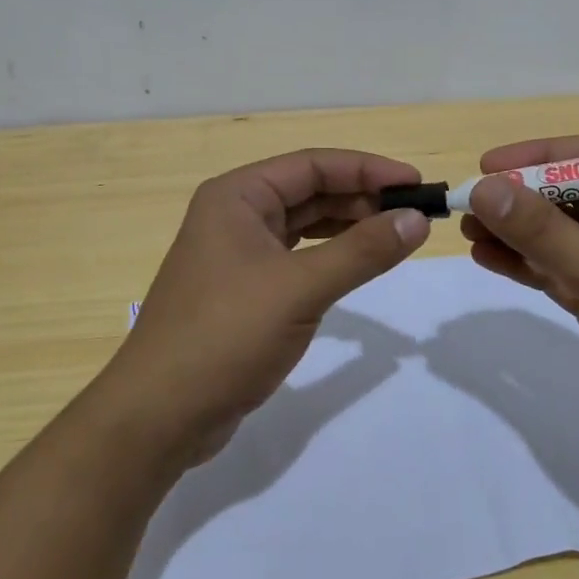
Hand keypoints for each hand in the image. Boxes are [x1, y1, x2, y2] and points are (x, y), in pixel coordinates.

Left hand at [102, 148, 430, 465]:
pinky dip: (330, 258)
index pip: (313, 165)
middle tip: (414, 215)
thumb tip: (417, 219)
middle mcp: (235, 215)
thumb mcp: (300, 289)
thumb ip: (362, 251)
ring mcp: (237, 254)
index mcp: (238, 196)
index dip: (368, 169)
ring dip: (349, 228)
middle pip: (309, 191)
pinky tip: (358, 265)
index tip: (417, 184)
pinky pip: (297, 259)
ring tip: (396, 236)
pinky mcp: (244, 290)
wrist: (161, 413)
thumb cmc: (226, 336)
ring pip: (304, 226)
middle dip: (362, 199)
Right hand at [460, 135, 578, 481]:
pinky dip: (529, 265)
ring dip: (519, 233)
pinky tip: (488, 258)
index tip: (486, 166)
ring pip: (565, 235)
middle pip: (576, 196)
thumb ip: (544, 233)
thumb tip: (483, 188)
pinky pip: (565, 270)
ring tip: (467, 230)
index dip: (538, 158)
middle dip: (523, 200)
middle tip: (467, 204)